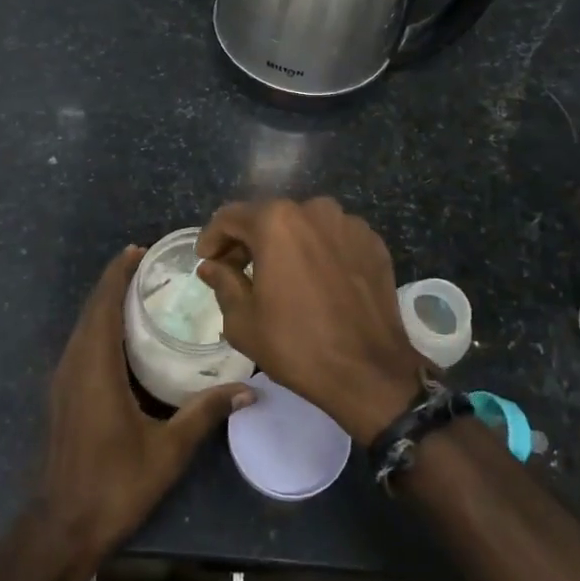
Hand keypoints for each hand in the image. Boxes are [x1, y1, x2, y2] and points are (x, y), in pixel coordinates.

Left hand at [33, 246, 251, 570]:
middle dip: (115, 282)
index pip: (103, 305)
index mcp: (95, 367)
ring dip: (105, 304)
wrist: (63, 527)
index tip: (138, 250)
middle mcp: (74, 365)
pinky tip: (123, 336)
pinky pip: (81, 345)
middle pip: (91, 310)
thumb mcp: (167, 449)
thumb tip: (249, 390)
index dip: (117, 274)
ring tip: (139, 291)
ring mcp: (64, 381)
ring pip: (84, 327)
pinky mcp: (63, 395)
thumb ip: (205, 413)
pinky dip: (100, 326)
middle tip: (149, 265)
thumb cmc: (115, 484)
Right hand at [196, 198, 424, 443]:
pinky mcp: (373, 243)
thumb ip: (223, 282)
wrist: (369, 371)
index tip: (206, 259)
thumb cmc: (296, 344)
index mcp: (276, 221)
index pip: (230, 217)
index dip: (212, 238)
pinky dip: (318, 252)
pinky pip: (334, 239)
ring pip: (304, 226)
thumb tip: (211, 266)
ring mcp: (349, 224)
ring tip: (279, 276)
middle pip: (269, 217)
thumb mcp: (243, 320)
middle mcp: (314, 209)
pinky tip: (315, 281)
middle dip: (248, 241)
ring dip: (286, 244)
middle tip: (236, 271)